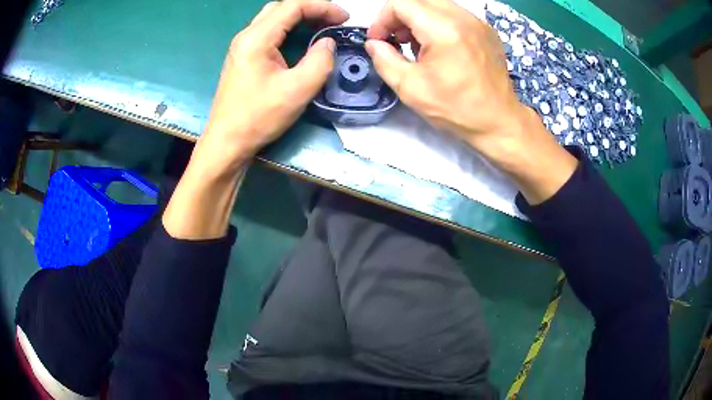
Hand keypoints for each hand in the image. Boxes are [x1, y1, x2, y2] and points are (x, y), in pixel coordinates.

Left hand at [196, 0, 348, 173]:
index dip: (322, 7)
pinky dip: (289, 29)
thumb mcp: (297, 90)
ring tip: (322, 26)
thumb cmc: (258, 117)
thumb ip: (320, 61)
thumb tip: (327, 43)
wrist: (227, 143)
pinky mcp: (243, 58)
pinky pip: (268, 33)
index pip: (293, 6)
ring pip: (273, 18)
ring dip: (299, 17)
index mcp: (256, 38)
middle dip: (311, 9)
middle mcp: (246, 36)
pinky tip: (301, 40)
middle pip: (281, 7)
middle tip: (334, 20)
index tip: (344, 18)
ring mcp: (242, 47)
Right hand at [366, 0, 576, 203]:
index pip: (400, 3)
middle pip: (417, 1)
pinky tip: (439, 48)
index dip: (382, 19)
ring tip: (418, 46)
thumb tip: (374, 44)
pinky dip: (437, 23)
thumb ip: (384, 60)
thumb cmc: (456, 109)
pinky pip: (453, 14)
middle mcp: (463, 18)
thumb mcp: (410, 88)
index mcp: (443, 29)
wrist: (499, 122)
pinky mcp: (486, 30)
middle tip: (396, 42)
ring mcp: (477, 22)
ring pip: (435, 5)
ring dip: (418, 19)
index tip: (379, 41)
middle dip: (399, 18)